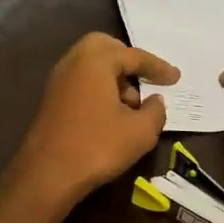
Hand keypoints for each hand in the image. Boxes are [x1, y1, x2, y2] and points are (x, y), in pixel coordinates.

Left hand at [10, 33, 179, 204]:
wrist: (47, 174)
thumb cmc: (97, 145)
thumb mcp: (140, 131)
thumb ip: (155, 110)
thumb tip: (155, 100)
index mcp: (95, 60)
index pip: (134, 56)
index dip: (158, 67)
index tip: (176, 77)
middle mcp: (73, 62)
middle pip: (105, 48)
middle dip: (127, 60)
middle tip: (145, 77)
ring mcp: (58, 80)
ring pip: (91, 65)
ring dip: (113, 77)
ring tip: (132, 105)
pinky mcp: (51, 100)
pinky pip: (81, 82)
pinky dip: (99, 89)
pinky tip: (111, 115)